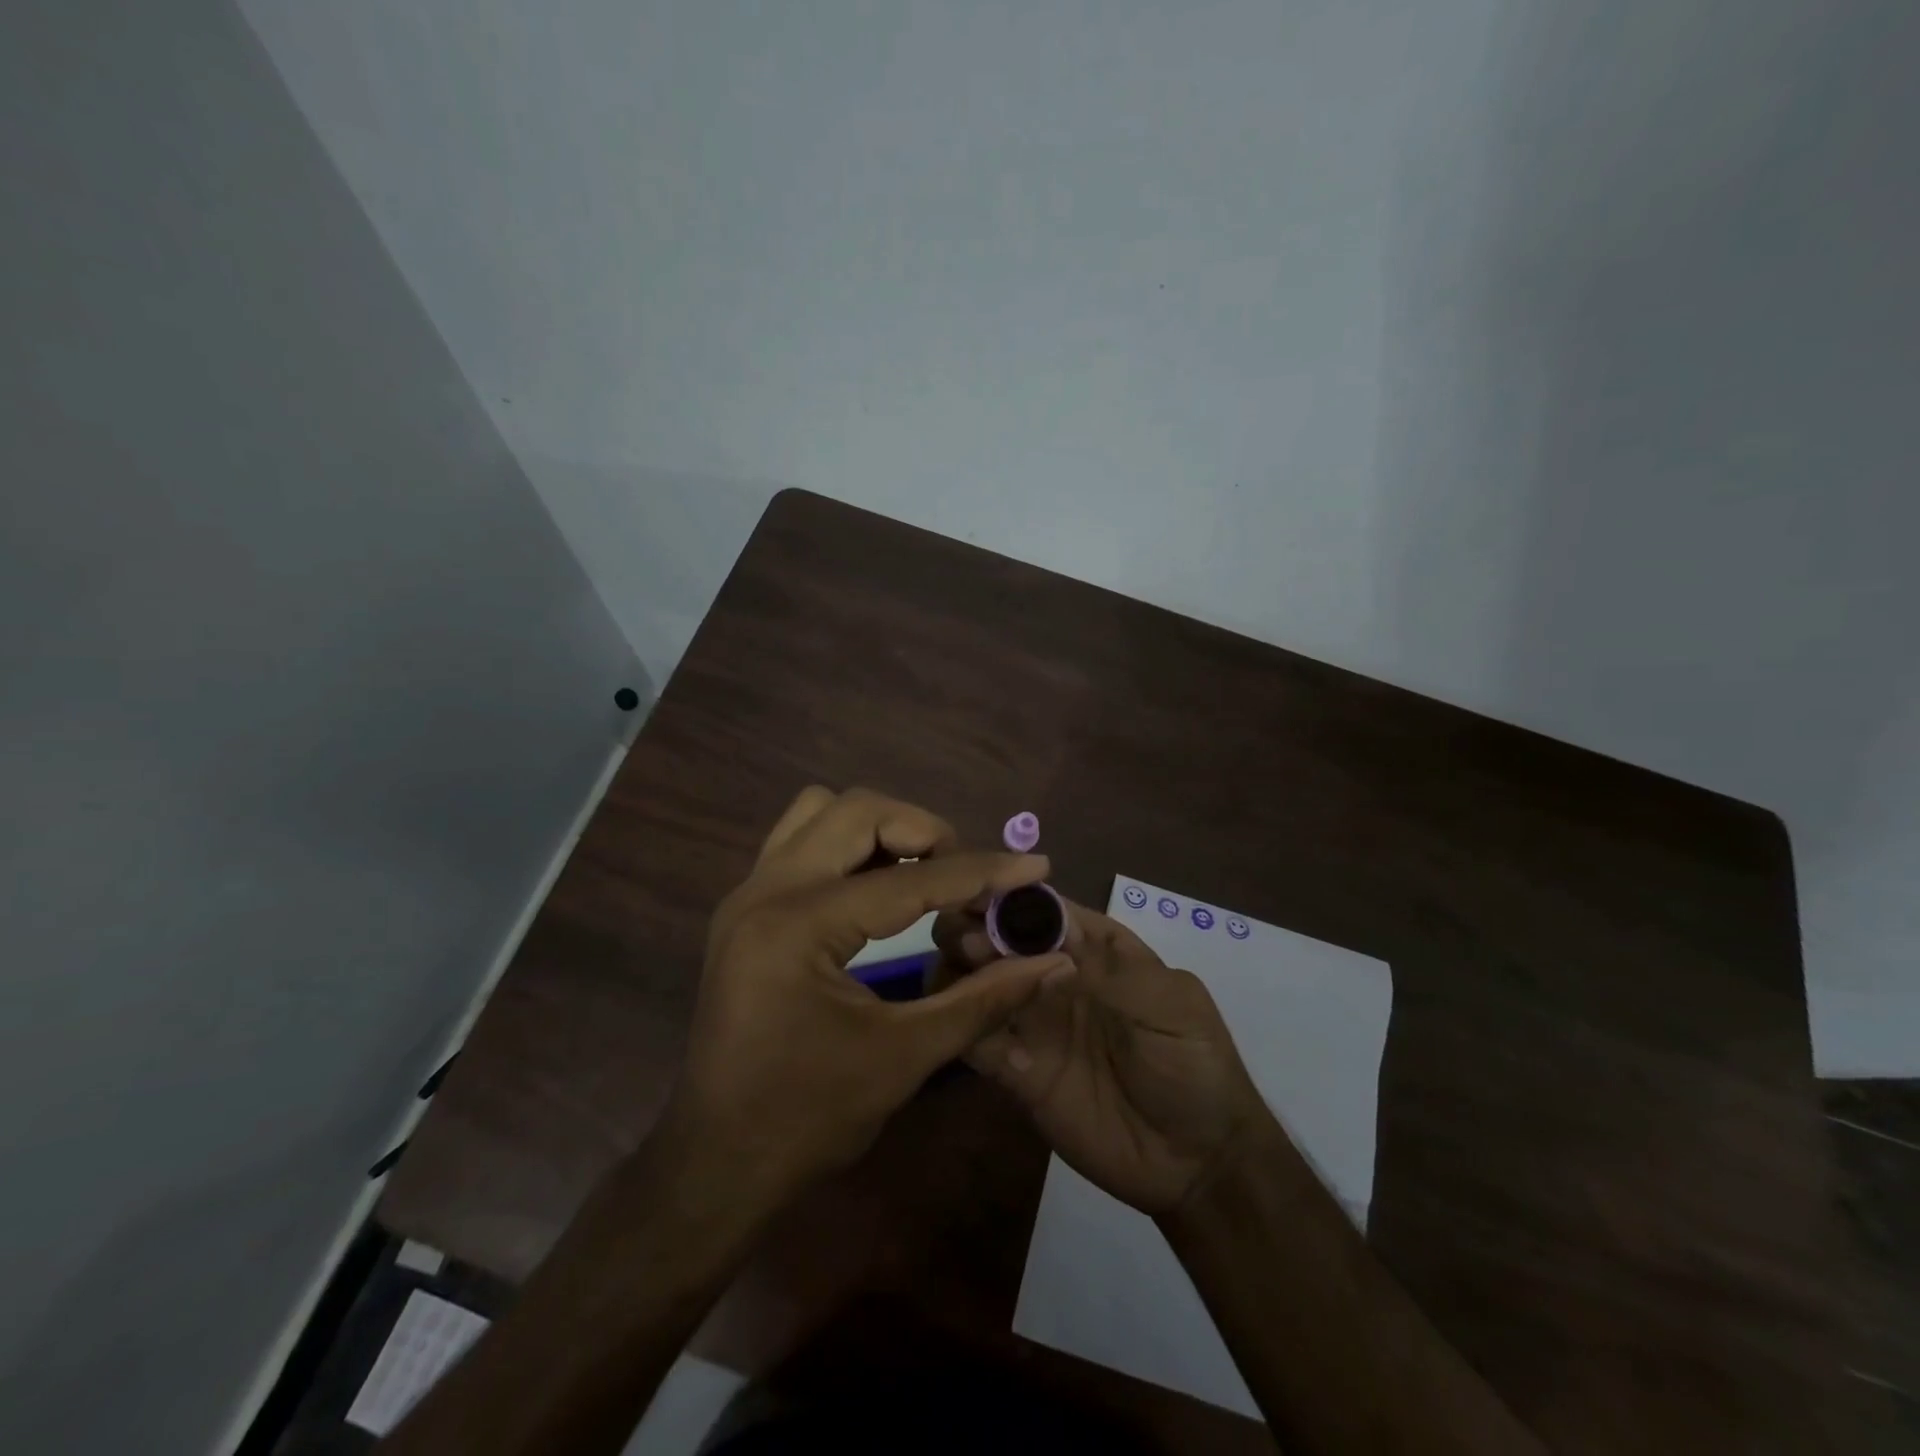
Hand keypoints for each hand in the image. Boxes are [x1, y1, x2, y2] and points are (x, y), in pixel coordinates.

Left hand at [667, 787, 1074, 1201]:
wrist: (717, 1162)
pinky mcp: (745, 907)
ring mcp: (748, 893)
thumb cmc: (808, 1119)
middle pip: (858, 811)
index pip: (909, 879)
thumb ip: (984, 999)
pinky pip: (801, 840)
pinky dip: (848, 846)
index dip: (981, 872)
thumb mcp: (905, 1056)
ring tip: (920, 874)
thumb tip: (1054, 963)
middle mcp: (767, 890)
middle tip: (965, 877)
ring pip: (821, 811)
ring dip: (879, 829)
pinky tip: (877, 889)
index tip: (1035, 868)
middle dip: (923, 832)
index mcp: (800, 925)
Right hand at [933, 901, 1268, 1214]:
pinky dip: (962, 1027)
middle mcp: (1051, 975)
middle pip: (996, 938)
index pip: (1041, 908)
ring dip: (960, 974)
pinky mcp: (1015, 1071)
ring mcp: (1031, 1022)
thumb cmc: (1195, 1064)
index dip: (1008, 897)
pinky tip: (969, 1031)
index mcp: (1092, 947)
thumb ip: (1108, 967)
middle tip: (970, 945)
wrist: (1198, 1162)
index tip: (979, 897)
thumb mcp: (1169, 1004)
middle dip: (974, 930)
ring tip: (966, 985)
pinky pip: (975, 1040)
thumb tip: (1048, 921)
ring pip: (975, 983)